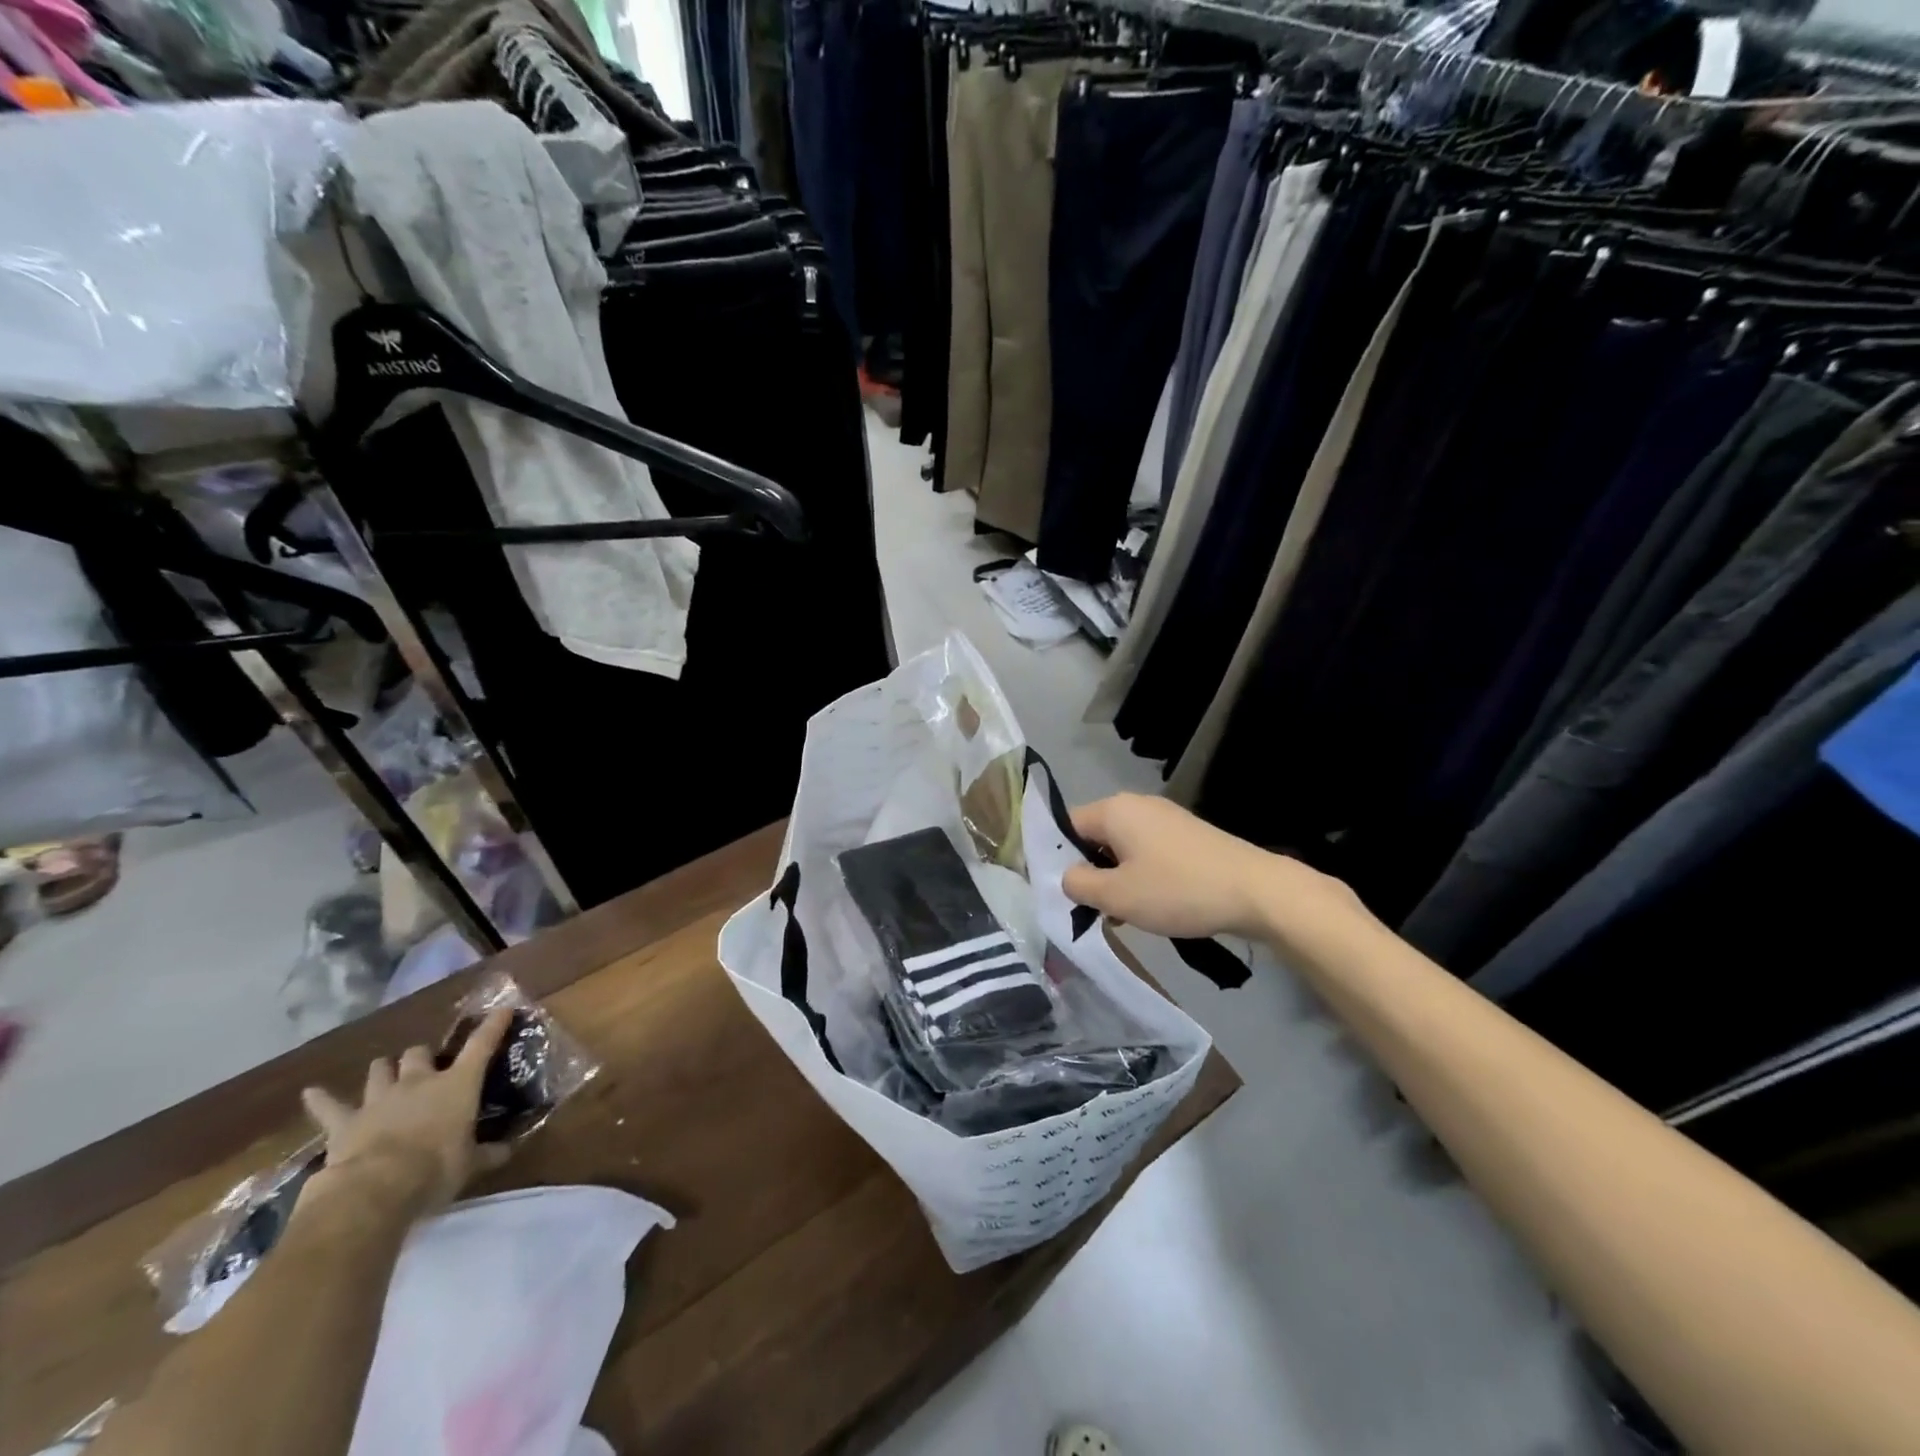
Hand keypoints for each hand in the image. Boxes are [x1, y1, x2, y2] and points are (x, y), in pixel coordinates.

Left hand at [299, 1007, 514, 1218]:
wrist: (374, 1190)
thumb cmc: (435, 1169)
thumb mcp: (470, 1164)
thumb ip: (489, 1153)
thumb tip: (508, 1149)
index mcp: (458, 1084)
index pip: (482, 1044)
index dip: (494, 1024)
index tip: (503, 1009)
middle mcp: (419, 1081)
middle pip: (419, 1052)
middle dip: (422, 1056)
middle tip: (427, 1067)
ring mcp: (379, 1099)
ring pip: (379, 1069)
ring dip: (384, 1070)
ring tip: (386, 1074)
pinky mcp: (344, 1122)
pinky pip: (328, 1106)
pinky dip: (321, 1099)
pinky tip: (311, 1092)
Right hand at [1063, 793, 1303, 941]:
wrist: (1256, 892)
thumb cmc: (1177, 890)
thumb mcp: (1117, 896)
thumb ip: (1078, 885)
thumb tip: (1068, 876)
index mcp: (1114, 810)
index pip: (1067, 826)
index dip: (1057, 858)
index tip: (1062, 892)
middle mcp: (1137, 805)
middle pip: (1095, 837)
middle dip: (1090, 872)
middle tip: (1092, 909)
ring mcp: (1166, 818)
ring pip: (1122, 848)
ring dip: (1116, 879)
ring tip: (1122, 916)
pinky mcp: (1187, 835)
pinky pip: (1148, 852)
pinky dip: (1141, 876)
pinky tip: (1151, 906)